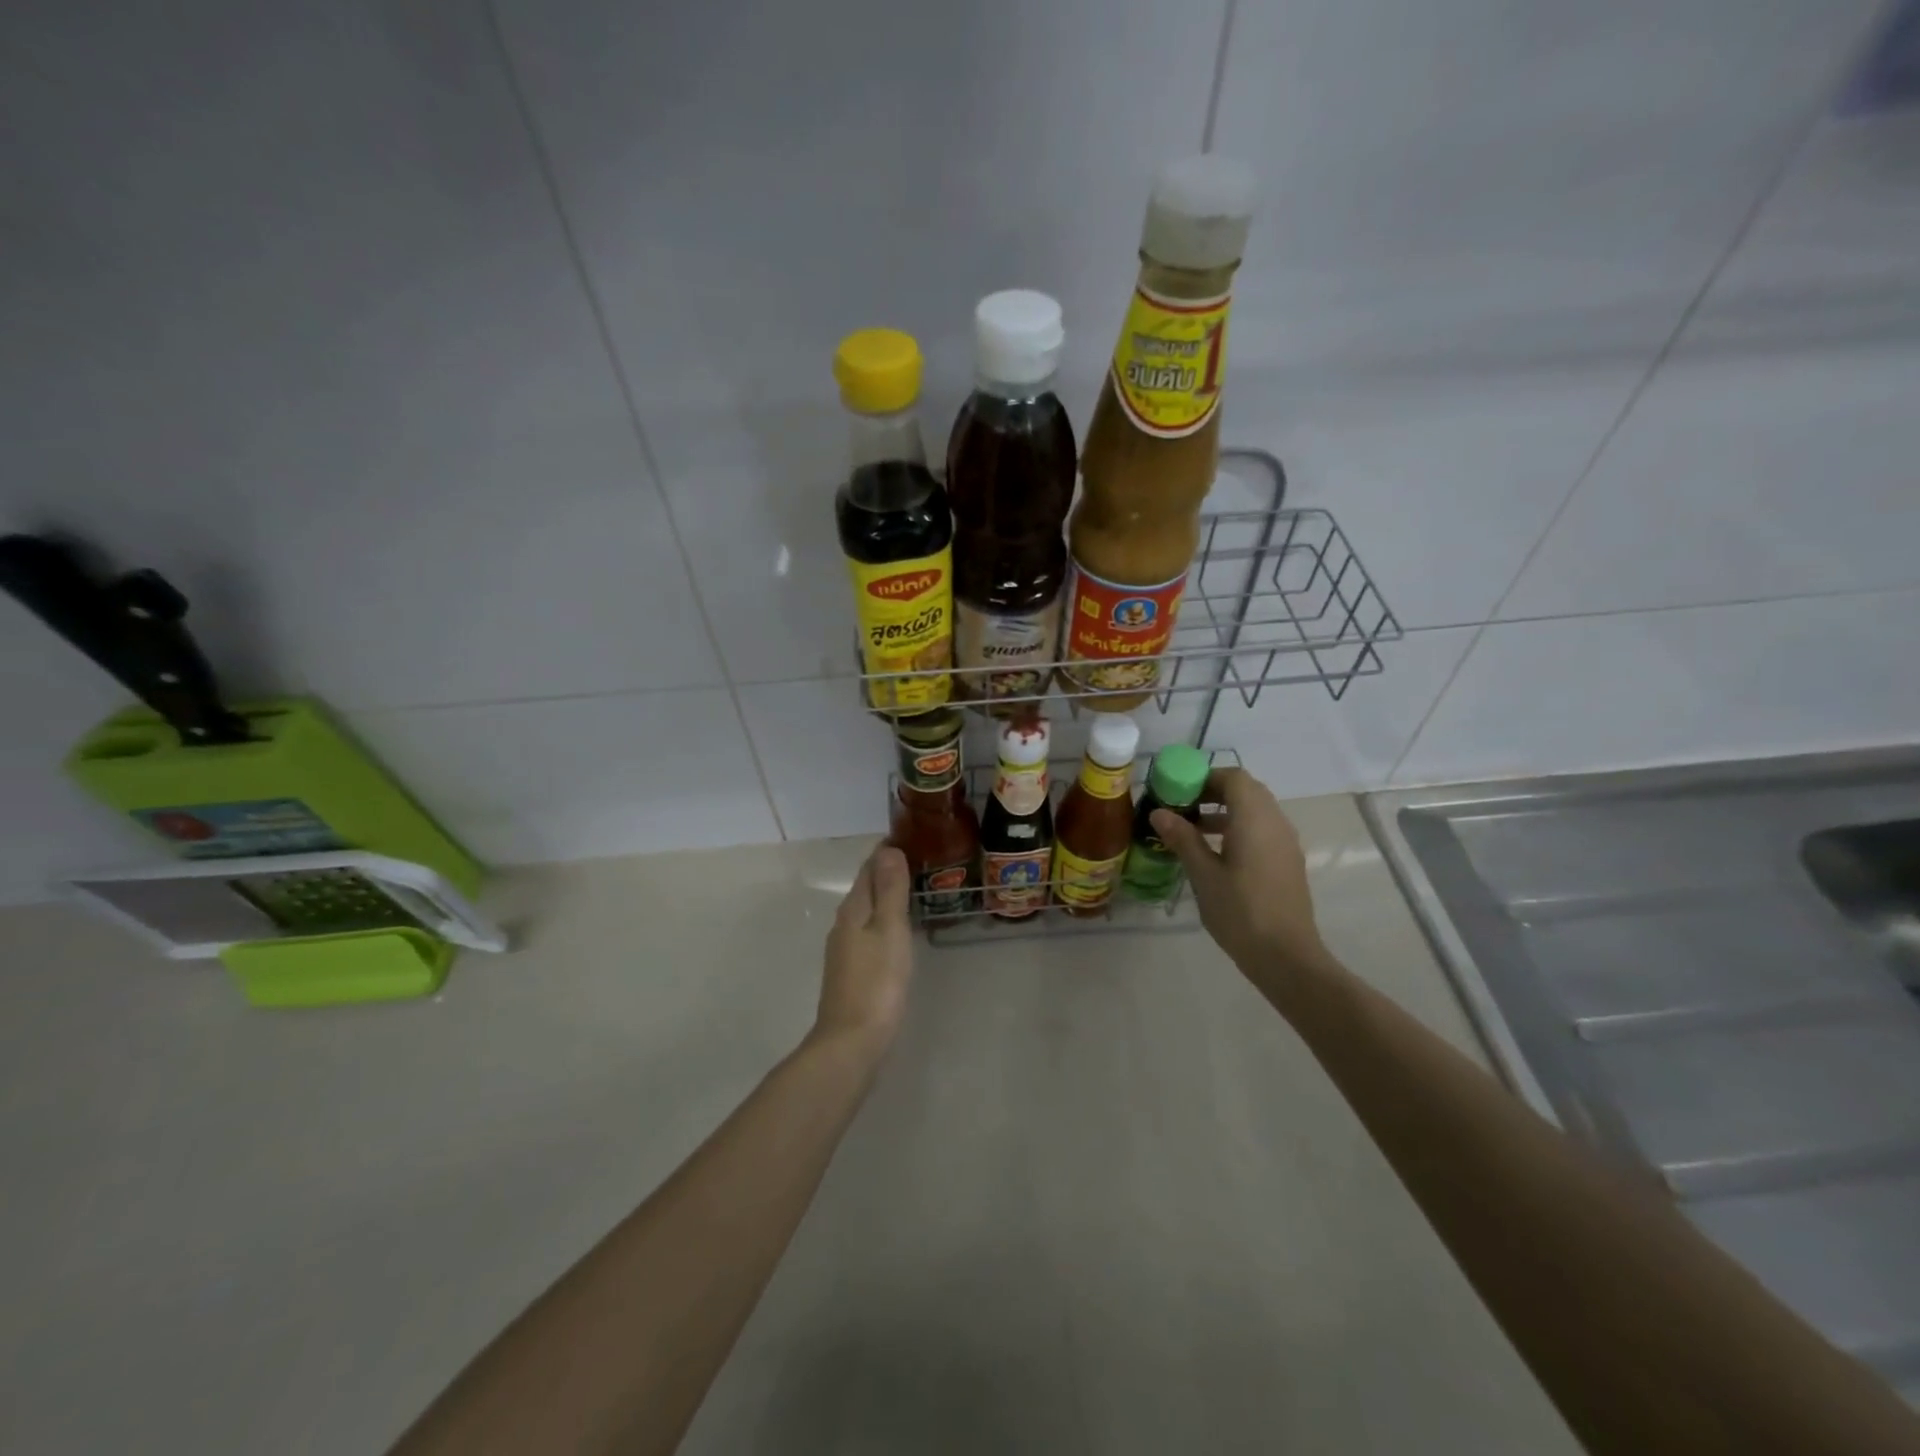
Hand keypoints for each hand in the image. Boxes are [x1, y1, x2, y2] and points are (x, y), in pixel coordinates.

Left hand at [813, 845, 914, 1054]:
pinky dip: (884, 921)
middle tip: (921, 861)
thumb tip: (887, 848)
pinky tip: (899, 931)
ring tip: (915, 891)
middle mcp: (844, 924)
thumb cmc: (876, 982)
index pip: (869, 868)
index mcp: (853, 910)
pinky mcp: (851, 971)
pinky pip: (869, 932)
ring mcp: (845, 950)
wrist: (851, 1042)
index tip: (912, 838)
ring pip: (867, 911)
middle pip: (866, 888)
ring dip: (886, 897)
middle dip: (888, 872)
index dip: (887, 852)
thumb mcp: (889, 930)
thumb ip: (890, 890)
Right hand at [1150, 767, 1329, 981]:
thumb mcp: (1203, 874)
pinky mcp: (1288, 862)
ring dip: (1225, 812)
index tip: (1177, 792)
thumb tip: (1159, 812)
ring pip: (1255, 811)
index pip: (1233, 777)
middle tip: (1182, 809)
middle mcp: (1275, 822)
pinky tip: (1216, 855)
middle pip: (1246, 791)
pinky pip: (1262, 830)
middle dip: (1212, 793)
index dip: (1204, 778)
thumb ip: (1183, 838)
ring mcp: (1286, 843)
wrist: (1286, 956)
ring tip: (1192, 832)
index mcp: (1255, 818)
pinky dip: (1239, 829)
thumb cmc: (1240, 912)